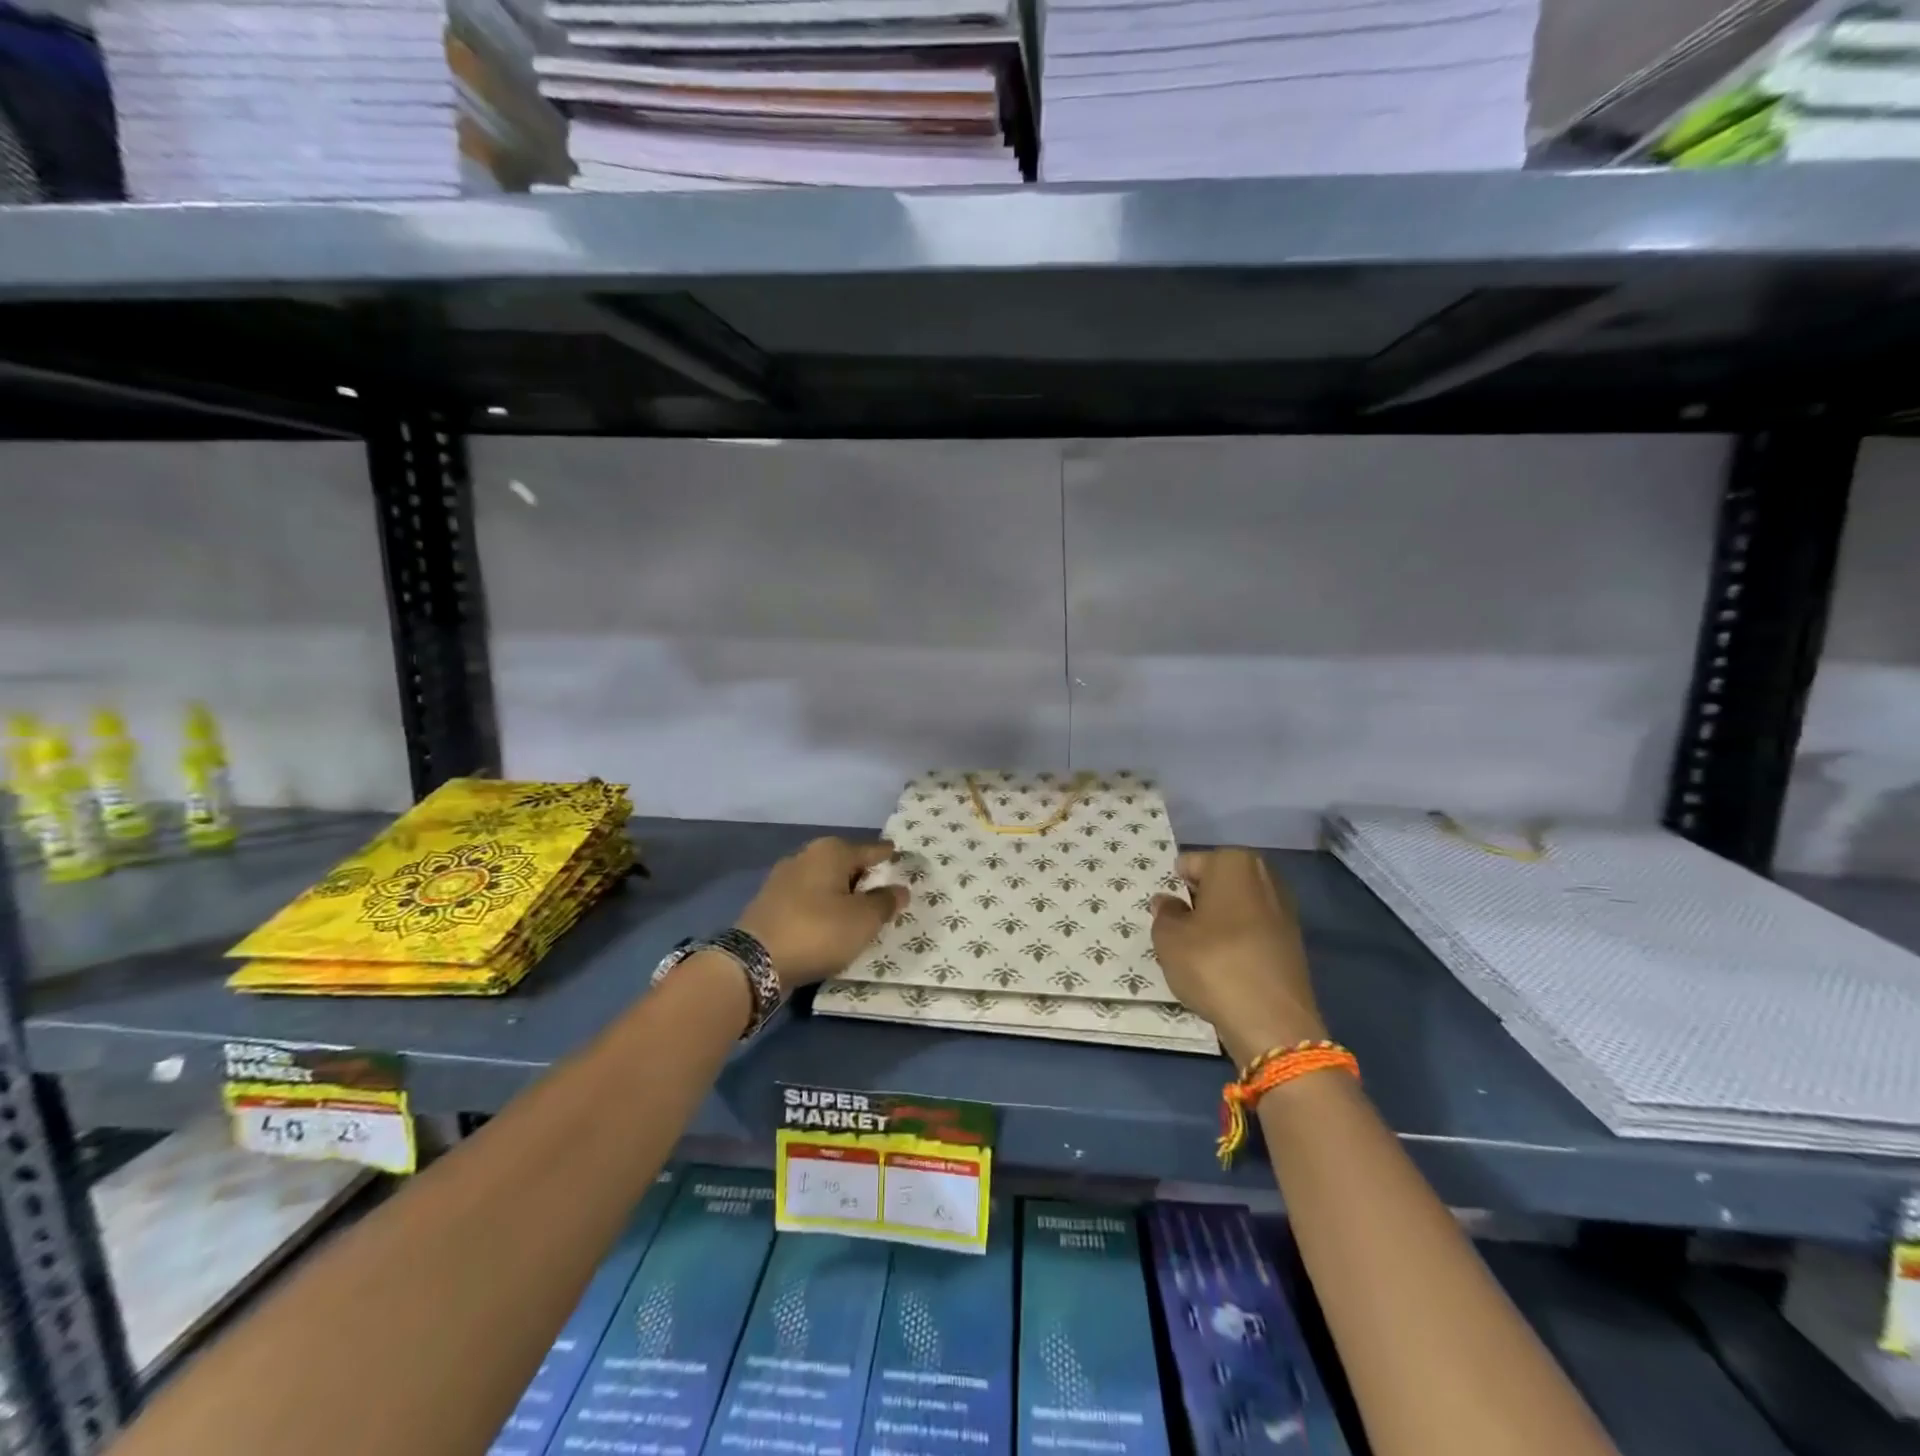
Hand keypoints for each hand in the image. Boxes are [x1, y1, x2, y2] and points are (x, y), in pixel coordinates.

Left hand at [737, 838, 907, 990]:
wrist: (754, 962)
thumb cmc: (817, 931)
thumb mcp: (863, 920)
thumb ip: (885, 903)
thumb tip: (900, 889)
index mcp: (831, 851)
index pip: (871, 850)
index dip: (889, 856)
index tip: (903, 859)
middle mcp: (806, 856)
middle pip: (846, 864)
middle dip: (865, 877)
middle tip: (886, 892)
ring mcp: (783, 878)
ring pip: (825, 882)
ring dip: (842, 895)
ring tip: (860, 913)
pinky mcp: (770, 903)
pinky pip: (809, 899)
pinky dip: (823, 908)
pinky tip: (831, 924)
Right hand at [1152, 849, 1326, 1068]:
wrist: (1272, 1022)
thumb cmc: (1213, 964)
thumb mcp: (1168, 937)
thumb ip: (1164, 913)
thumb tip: (1168, 902)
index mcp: (1233, 862)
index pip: (1188, 864)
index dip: (1174, 889)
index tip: (1167, 915)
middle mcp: (1265, 877)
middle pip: (1217, 883)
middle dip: (1198, 902)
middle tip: (1180, 933)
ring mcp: (1284, 909)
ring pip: (1236, 909)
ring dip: (1218, 924)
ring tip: (1201, 954)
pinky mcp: (1294, 942)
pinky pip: (1253, 932)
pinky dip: (1238, 943)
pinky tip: (1226, 968)